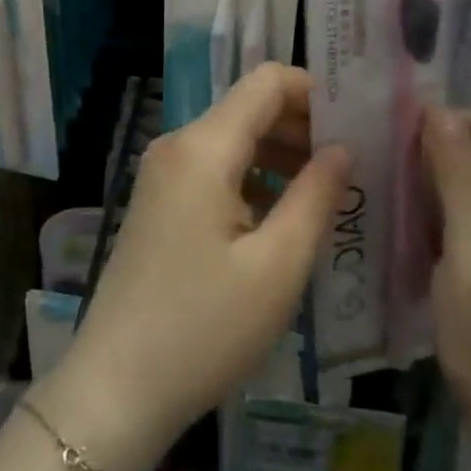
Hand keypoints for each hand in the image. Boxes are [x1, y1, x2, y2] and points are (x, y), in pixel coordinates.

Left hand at [35, 64, 349, 470]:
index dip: (313, 91)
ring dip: (280, 153)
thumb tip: (342, 149)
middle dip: (301, 125)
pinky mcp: (160, 200)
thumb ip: (316, 196)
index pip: (265, 82)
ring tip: (327, 191)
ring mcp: (163, 172)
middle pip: (249, 107)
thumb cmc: (204, 329)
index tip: (355, 121)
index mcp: (203, 147)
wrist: (116, 389)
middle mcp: (178, 144)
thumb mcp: (277, 267)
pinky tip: (283, 214)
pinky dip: (253, 176)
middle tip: (351, 162)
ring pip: (233, 138)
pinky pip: (214, 167)